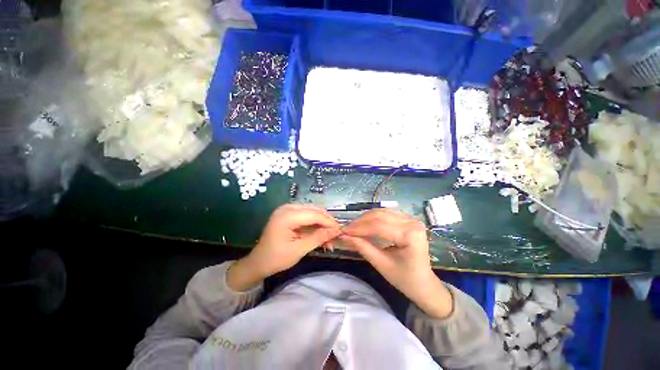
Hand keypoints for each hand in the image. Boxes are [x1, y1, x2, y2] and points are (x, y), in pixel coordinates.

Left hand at [228, 204, 340, 290]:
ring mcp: (287, 209)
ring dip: (321, 224)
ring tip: (329, 238)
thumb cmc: (276, 258)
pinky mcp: (288, 214)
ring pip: (312, 212)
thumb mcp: (299, 249)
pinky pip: (306, 215)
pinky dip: (315, 224)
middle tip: (335, 236)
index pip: (314, 215)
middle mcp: (287, 208)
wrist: (258, 262)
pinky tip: (320, 234)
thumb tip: (336, 231)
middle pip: (314, 211)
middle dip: (326, 223)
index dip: (329, 222)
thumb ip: (318, 238)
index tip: (340, 231)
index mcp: (287, 216)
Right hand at [340, 209, 452, 318]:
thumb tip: (343, 236)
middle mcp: (412, 222)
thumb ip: (362, 247)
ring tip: (354, 226)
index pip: (379, 226)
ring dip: (366, 218)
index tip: (344, 231)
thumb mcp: (381, 264)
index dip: (359, 228)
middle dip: (361, 222)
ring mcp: (411, 219)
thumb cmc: (404, 278)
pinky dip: (374, 217)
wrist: (423, 283)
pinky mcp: (408, 219)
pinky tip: (365, 223)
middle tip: (347, 229)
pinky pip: (387, 213)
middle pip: (380, 216)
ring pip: (382, 212)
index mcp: (410, 235)